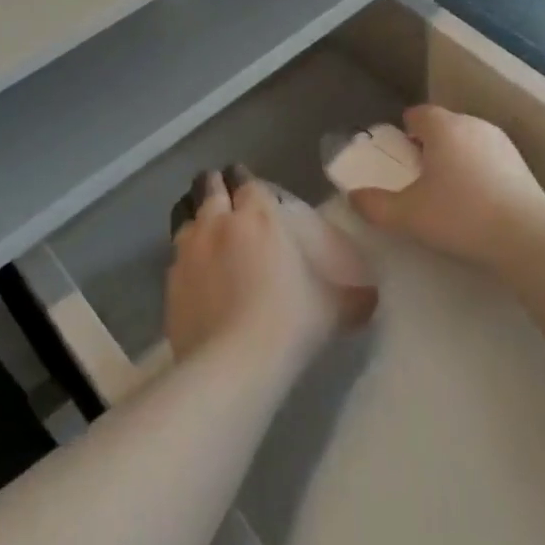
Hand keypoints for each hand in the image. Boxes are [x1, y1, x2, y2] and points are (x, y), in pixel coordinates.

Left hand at [165, 168, 375, 362]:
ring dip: (195, 215)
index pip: (247, 181)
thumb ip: (354, 298)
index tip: (249, 187)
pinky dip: (184, 256)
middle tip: (224, 196)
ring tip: (204, 227)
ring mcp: (189, 249)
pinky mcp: (169, 280)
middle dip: (215, 186)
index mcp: (259, 216)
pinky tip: (193, 272)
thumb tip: (374, 298)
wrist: (232, 364)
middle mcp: (219, 222)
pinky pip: (175, 255)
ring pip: (185, 215)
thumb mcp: (333, 309)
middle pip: (210, 187)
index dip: (246, 180)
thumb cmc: (289, 323)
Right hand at [347, 106, 544, 270]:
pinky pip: (488, 156)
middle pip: (443, 125)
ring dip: (454, 156)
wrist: (527, 237)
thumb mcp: (408, 216)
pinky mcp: (521, 163)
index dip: (404, 131)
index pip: (418, 113)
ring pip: (467, 140)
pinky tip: (476, 199)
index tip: (398, 155)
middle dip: (428, 144)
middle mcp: (472, 124)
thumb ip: (374, 205)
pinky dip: (478, 169)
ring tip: (447, 189)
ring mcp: (501, 141)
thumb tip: (353, 197)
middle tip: (418, 176)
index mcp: (443, 127)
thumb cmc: (460, 216)